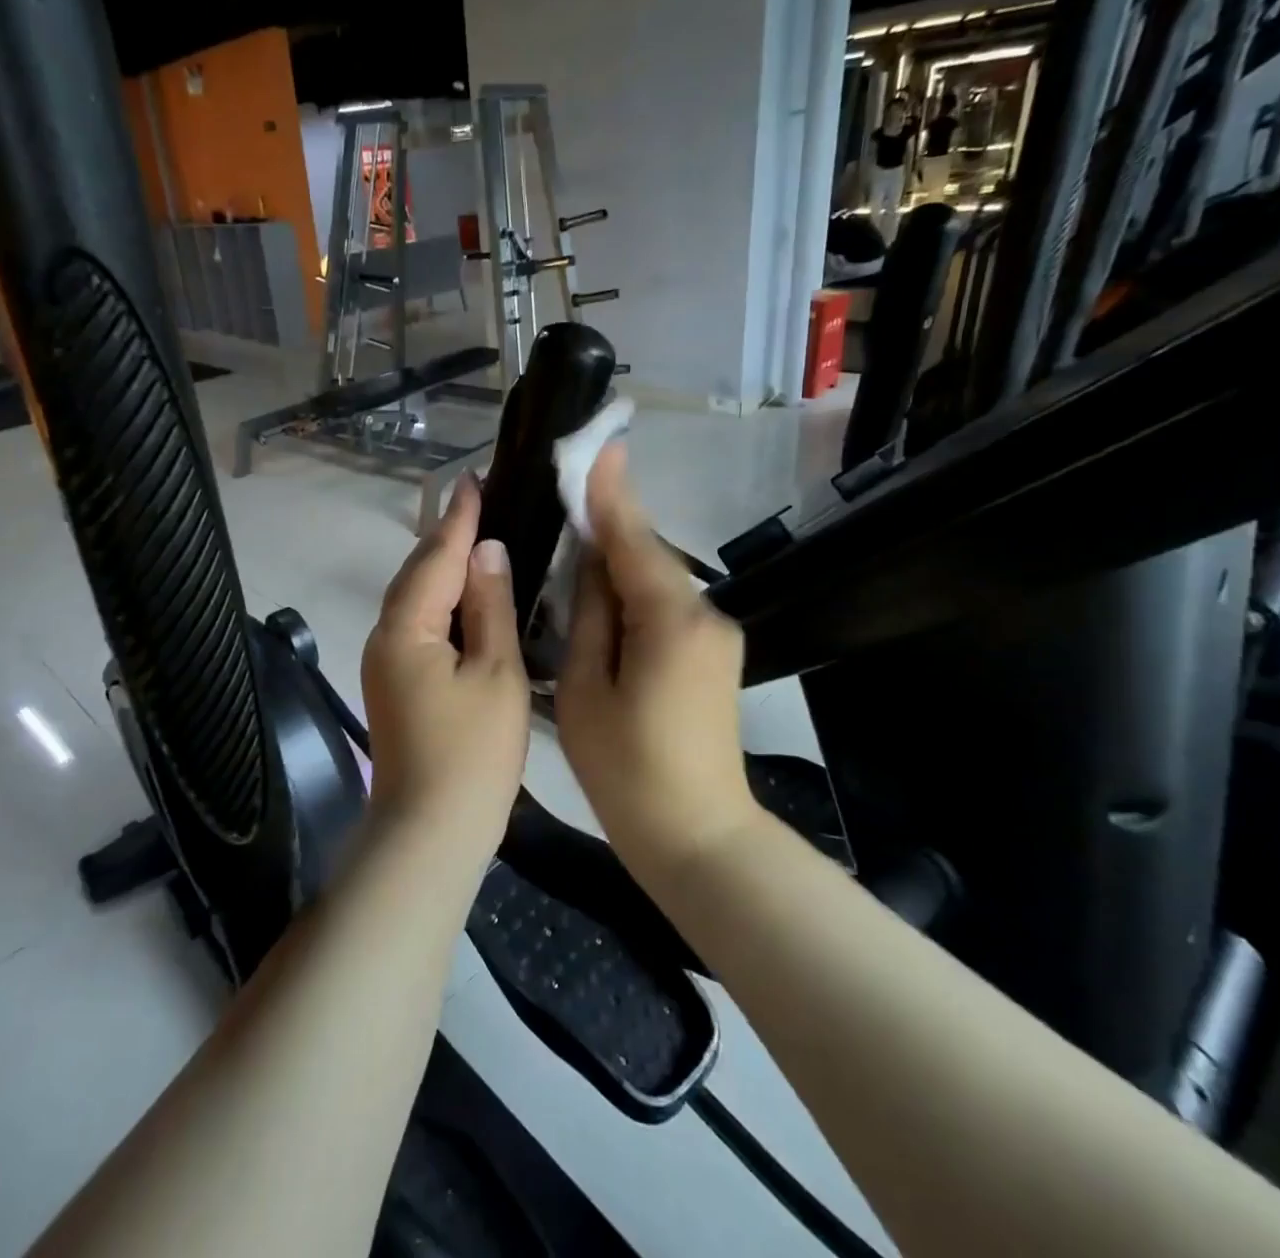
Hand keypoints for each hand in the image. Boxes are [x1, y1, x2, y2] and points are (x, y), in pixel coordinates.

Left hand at [361, 474, 529, 857]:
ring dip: (443, 566)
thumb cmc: (472, 755)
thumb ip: (491, 607)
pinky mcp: (394, 683)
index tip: (473, 477)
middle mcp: (384, 635)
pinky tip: (466, 597)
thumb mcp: (496, 674)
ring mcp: (384, 662)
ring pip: (415, 598)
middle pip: (417, 572)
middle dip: (447, 535)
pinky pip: (417, 623)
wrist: (428, 834)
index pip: (436, 555)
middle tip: (481, 501)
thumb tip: (487, 550)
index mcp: (406, 627)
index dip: (458, 517)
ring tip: (478, 537)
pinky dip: (441, 600)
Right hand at [556, 443, 756, 880]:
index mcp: (670, 620)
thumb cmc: (627, 770)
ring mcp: (714, 635)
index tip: (597, 445)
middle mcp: (703, 614)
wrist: (697, 836)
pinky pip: (665, 606)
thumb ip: (588, 616)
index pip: (633, 539)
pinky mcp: (711, 654)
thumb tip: (590, 563)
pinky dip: (632, 592)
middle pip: (647, 555)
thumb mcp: (586, 690)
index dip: (610, 492)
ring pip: (655, 581)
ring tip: (572, 539)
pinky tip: (601, 595)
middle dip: (608, 524)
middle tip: (566, 492)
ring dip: (616, 560)